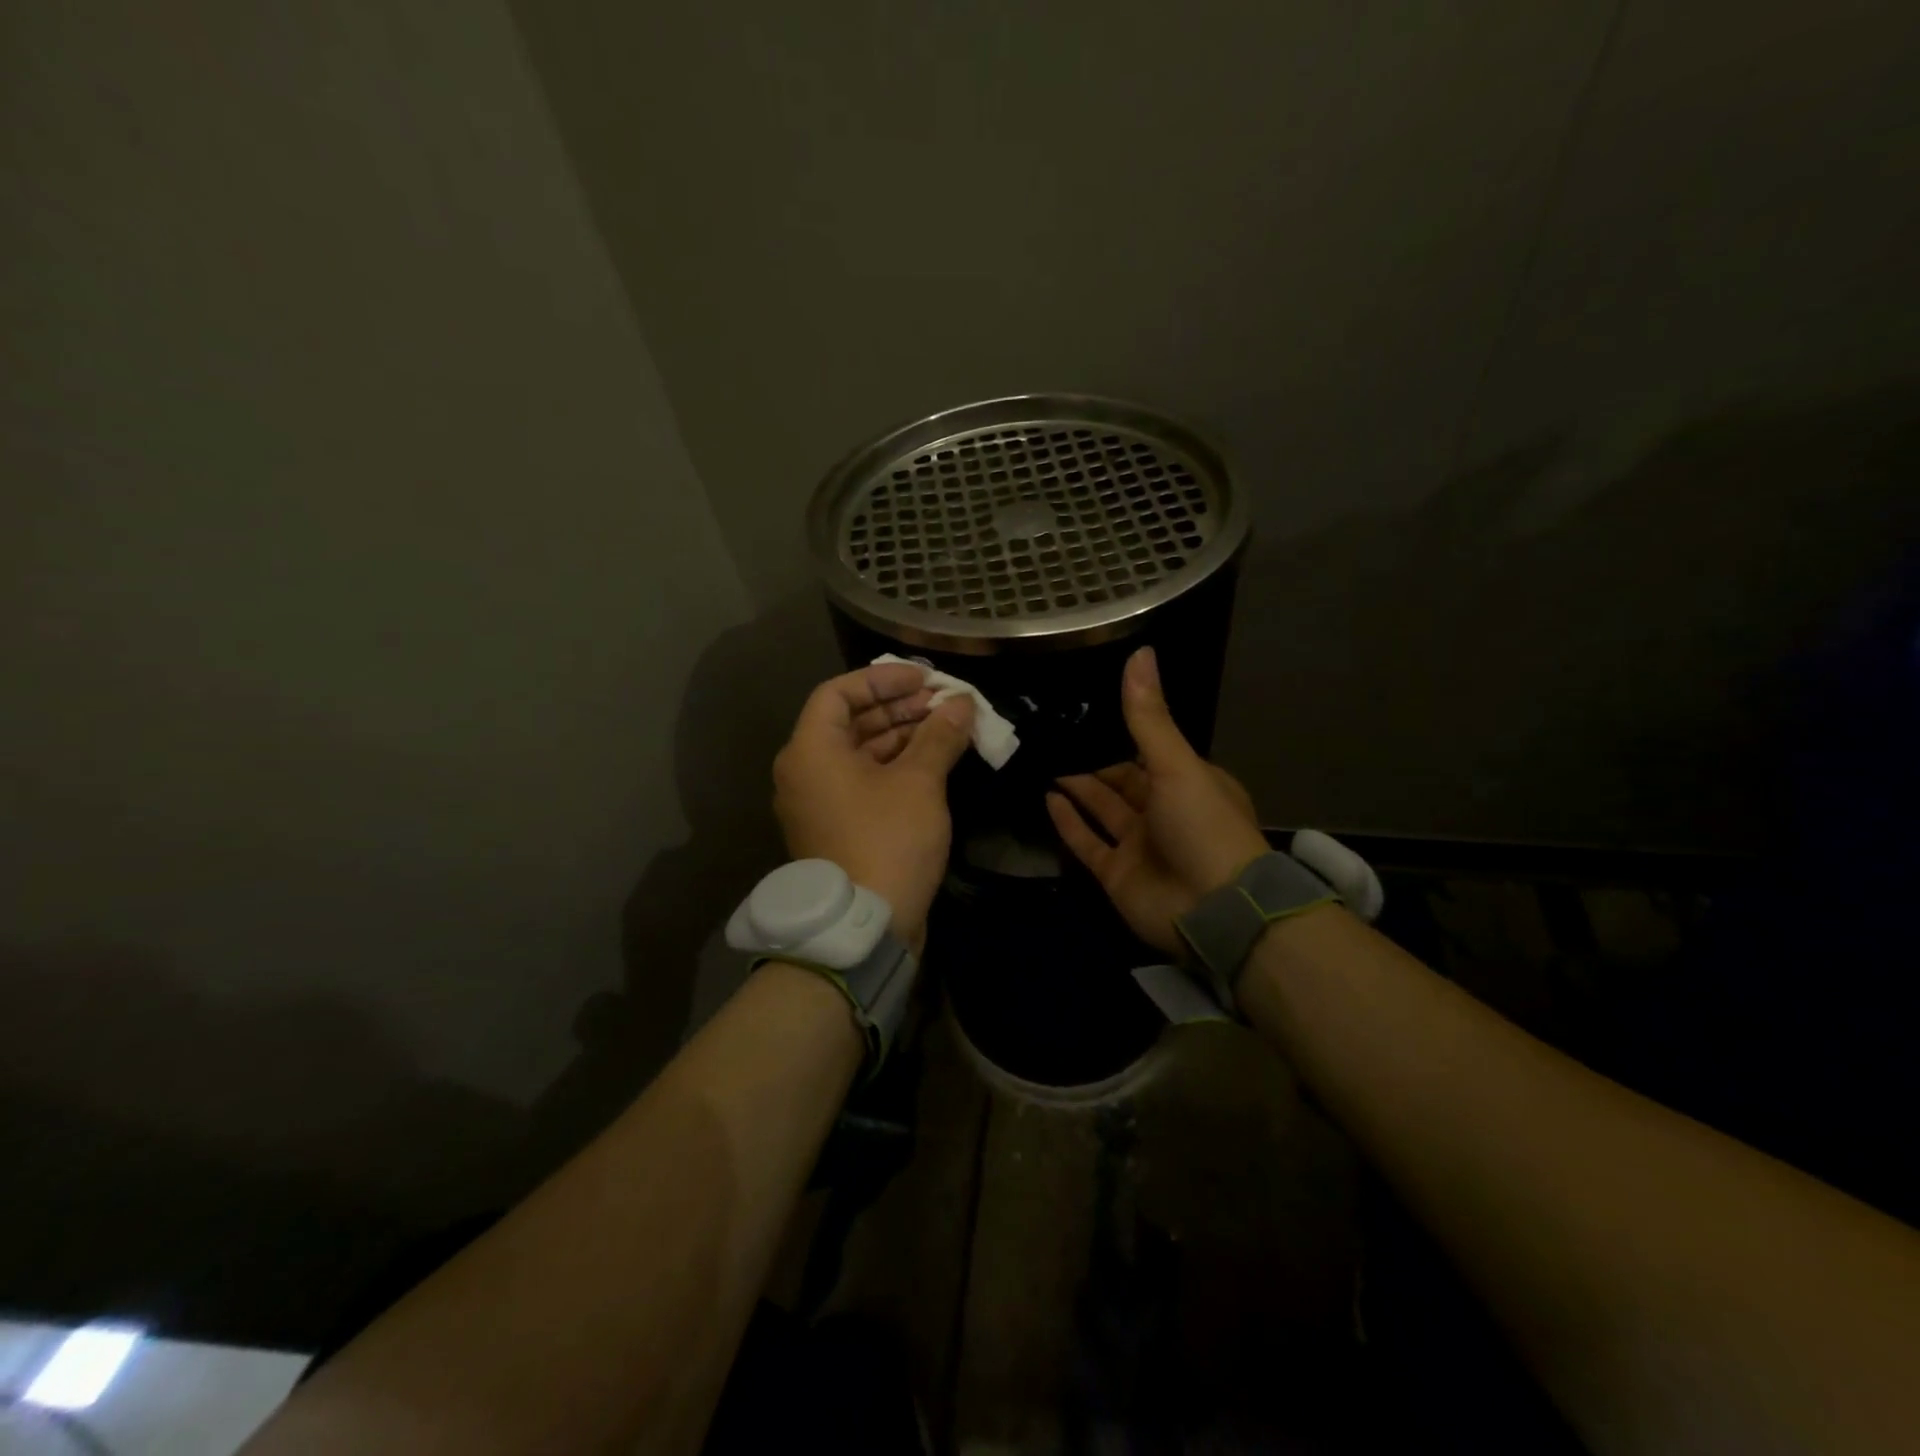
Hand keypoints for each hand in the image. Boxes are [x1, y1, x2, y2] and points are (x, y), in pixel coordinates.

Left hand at [772, 662, 974, 954]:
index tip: (924, 679)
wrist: (866, 926)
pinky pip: (863, 781)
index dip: (882, 679)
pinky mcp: (837, 827)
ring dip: (902, 736)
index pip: (838, 693)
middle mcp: (805, 772)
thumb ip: (939, 735)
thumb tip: (961, 704)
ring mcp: (819, 802)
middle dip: (899, 708)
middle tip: (944, 702)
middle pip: (850, 721)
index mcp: (810, 751)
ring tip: (948, 727)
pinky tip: (934, 760)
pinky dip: (895, 766)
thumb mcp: (919, 782)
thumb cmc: (887, 840)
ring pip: (860, 753)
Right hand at [1046, 647, 1269, 955]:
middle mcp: (1163, 811)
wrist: (1215, 910)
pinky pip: (1087, 842)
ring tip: (1043, 759)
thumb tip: (1140, 652)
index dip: (1121, 734)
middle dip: (1092, 761)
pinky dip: (1068, 823)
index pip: (1150, 752)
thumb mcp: (1177, 764)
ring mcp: (1138, 845)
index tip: (1086, 711)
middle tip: (1053, 734)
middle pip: (1122, 781)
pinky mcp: (1116, 874)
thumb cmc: (1204, 826)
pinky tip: (1047, 798)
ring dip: (1077, 788)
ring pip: (1102, 810)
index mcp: (1189, 783)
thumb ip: (1148, 717)